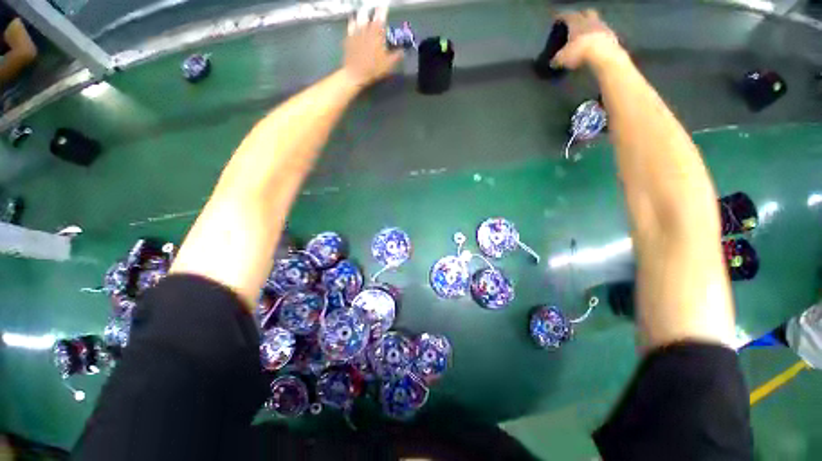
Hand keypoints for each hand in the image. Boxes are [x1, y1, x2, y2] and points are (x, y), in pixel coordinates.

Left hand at [342, 6, 403, 87]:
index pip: (381, 17)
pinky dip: (353, 21)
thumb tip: (402, 51)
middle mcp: (366, 29)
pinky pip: (350, 25)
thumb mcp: (388, 64)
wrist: (355, 73)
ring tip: (365, 13)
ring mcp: (356, 32)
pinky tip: (354, 20)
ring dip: (363, 14)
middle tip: (374, 11)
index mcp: (377, 33)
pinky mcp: (349, 37)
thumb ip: (396, 56)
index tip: (385, 7)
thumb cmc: (373, 69)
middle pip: (368, 14)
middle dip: (372, 12)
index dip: (383, 11)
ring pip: (359, 17)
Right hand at [551, 9, 622, 69]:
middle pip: (586, 12)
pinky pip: (604, 33)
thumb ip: (557, 58)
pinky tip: (596, 43)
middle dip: (581, 15)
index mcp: (577, 22)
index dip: (561, 16)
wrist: (603, 55)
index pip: (567, 15)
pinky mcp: (612, 36)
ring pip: (597, 22)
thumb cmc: (579, 52)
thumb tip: (553, 62)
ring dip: (592, 26)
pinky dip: (599, 36)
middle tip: (576, 20)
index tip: (557, 18)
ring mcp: (603, 27)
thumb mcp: (562, 58)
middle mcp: (590, 21)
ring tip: (587, 33)